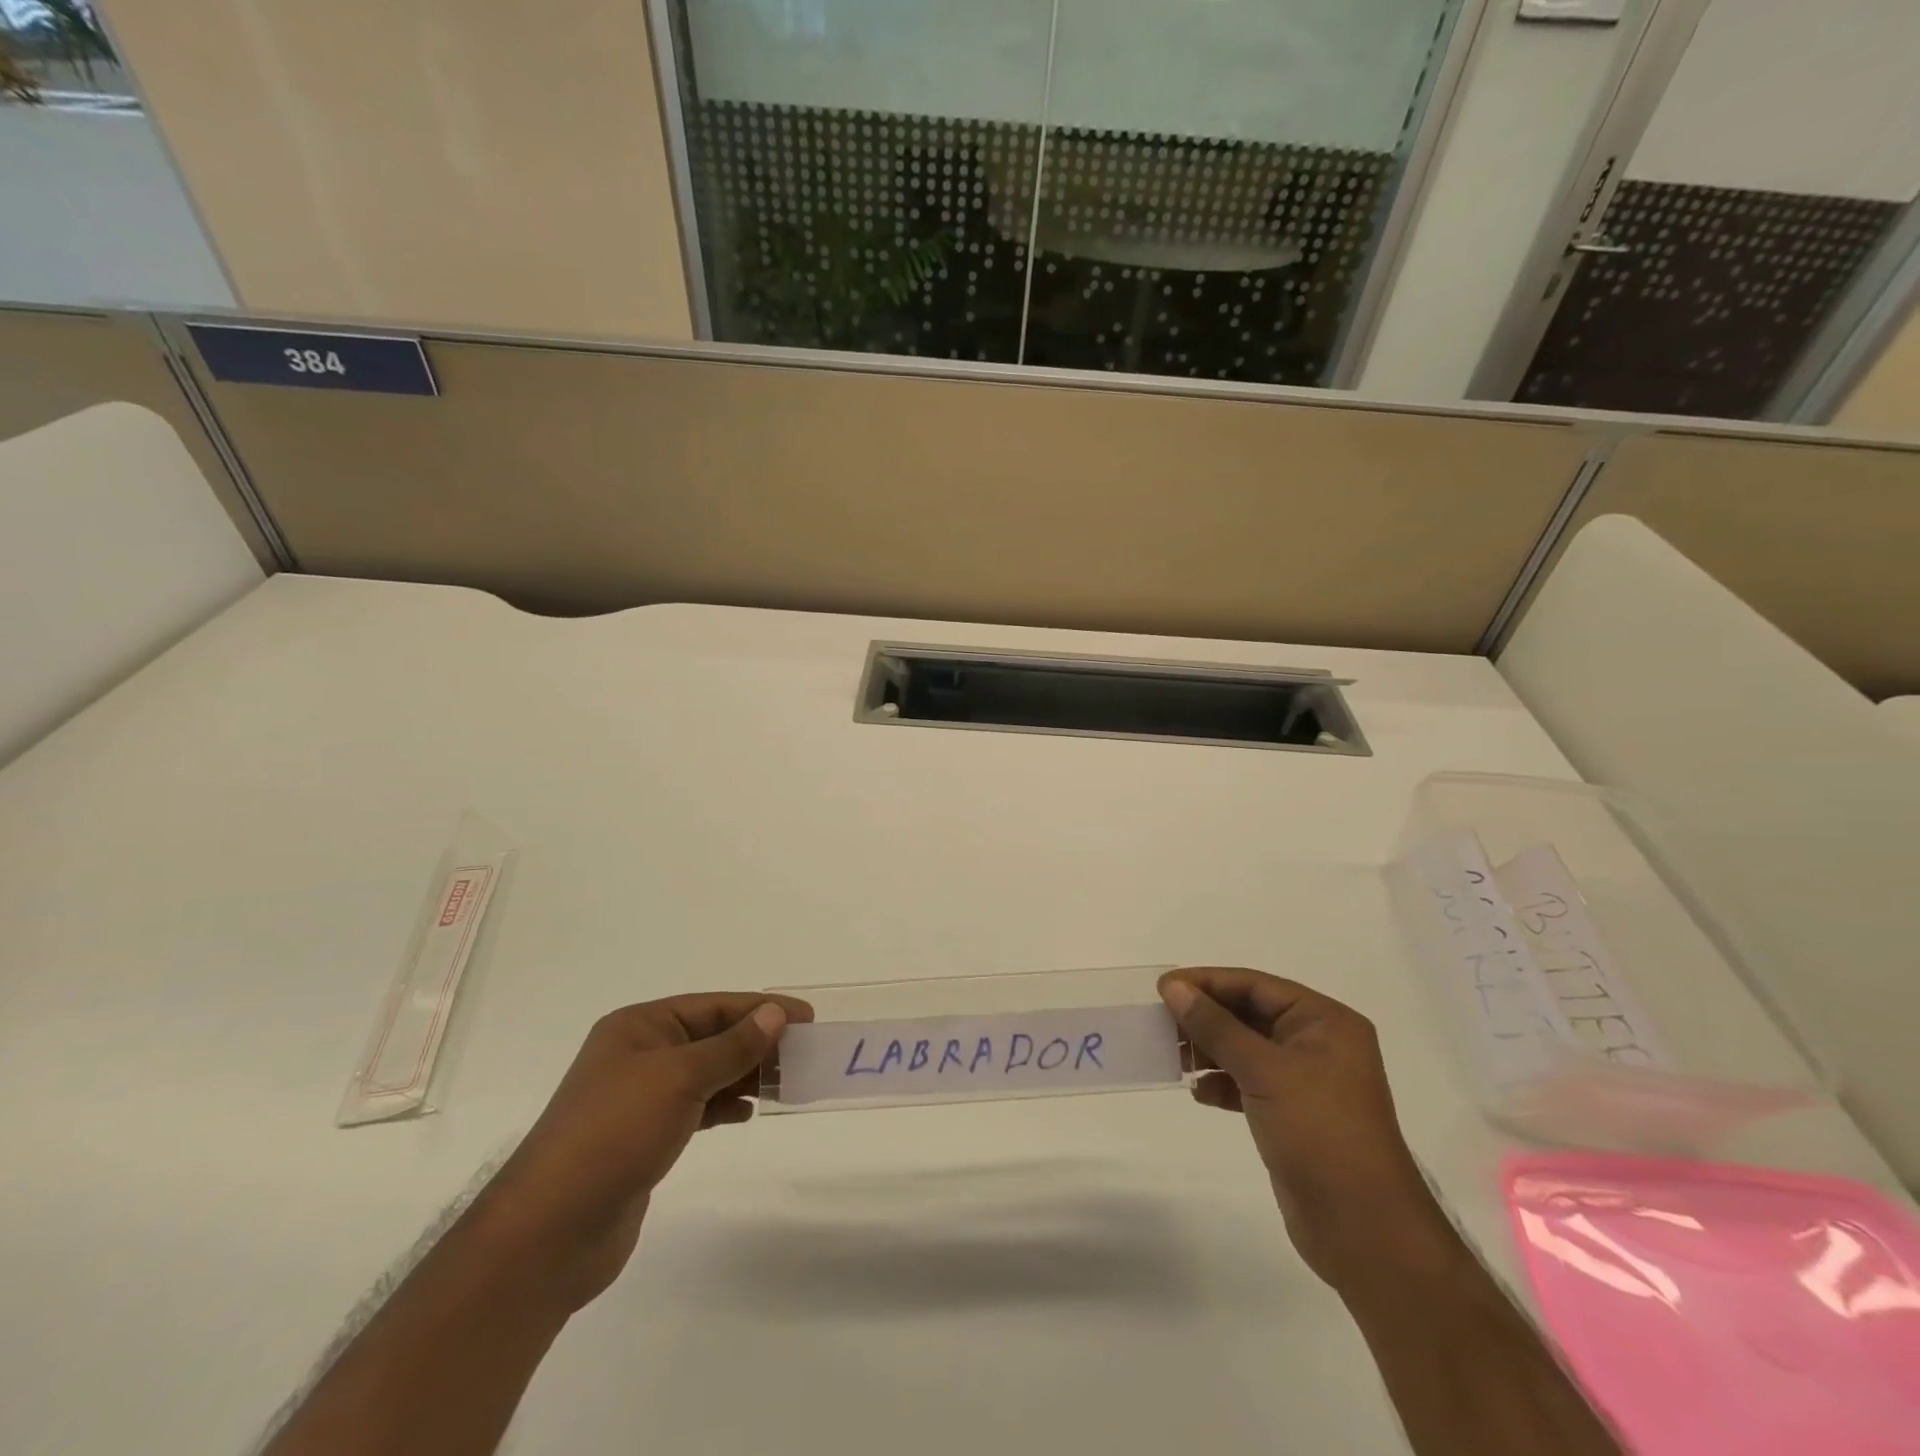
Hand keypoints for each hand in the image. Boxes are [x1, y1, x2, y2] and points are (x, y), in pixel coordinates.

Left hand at [477, 992, 813, 1311]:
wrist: (551, 1232)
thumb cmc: (616, 1133)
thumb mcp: (680, 1078)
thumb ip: (732, 1047)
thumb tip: (775, 1015)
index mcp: (640, 1026)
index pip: (713, 1006)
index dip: (761, 1008)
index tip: (806, 1017)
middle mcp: (639, 1054)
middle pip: (711, 1037)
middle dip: (757, 1042)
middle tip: (804, 1052)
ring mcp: (640, 1097)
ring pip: (707, 1072)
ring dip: (745, 1074)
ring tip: (786, 1083)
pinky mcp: (644, 1137)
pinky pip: (696, 1106)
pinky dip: (724, 1105)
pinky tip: (748, 1113)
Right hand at [1158, 968, 1446, 1288]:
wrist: (1364, 1230)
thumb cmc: (1319, 1132)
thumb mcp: (1264, 1071)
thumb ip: (1216, 1026)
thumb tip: (1173, 988)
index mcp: (1324, 1021)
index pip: (1255, 985)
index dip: (1207, 983)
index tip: (1163, 988)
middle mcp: (1317, 1043)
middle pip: (1249, 1013)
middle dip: (1205, 1017)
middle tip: (1160, 1021)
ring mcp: (1306, 1081)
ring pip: (1245, 1048)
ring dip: (1209, 1049)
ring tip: (1172, 1056)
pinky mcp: (1292, 1114)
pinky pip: (1248, 1082)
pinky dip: (1222, 1083)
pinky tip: (1198, 1092)